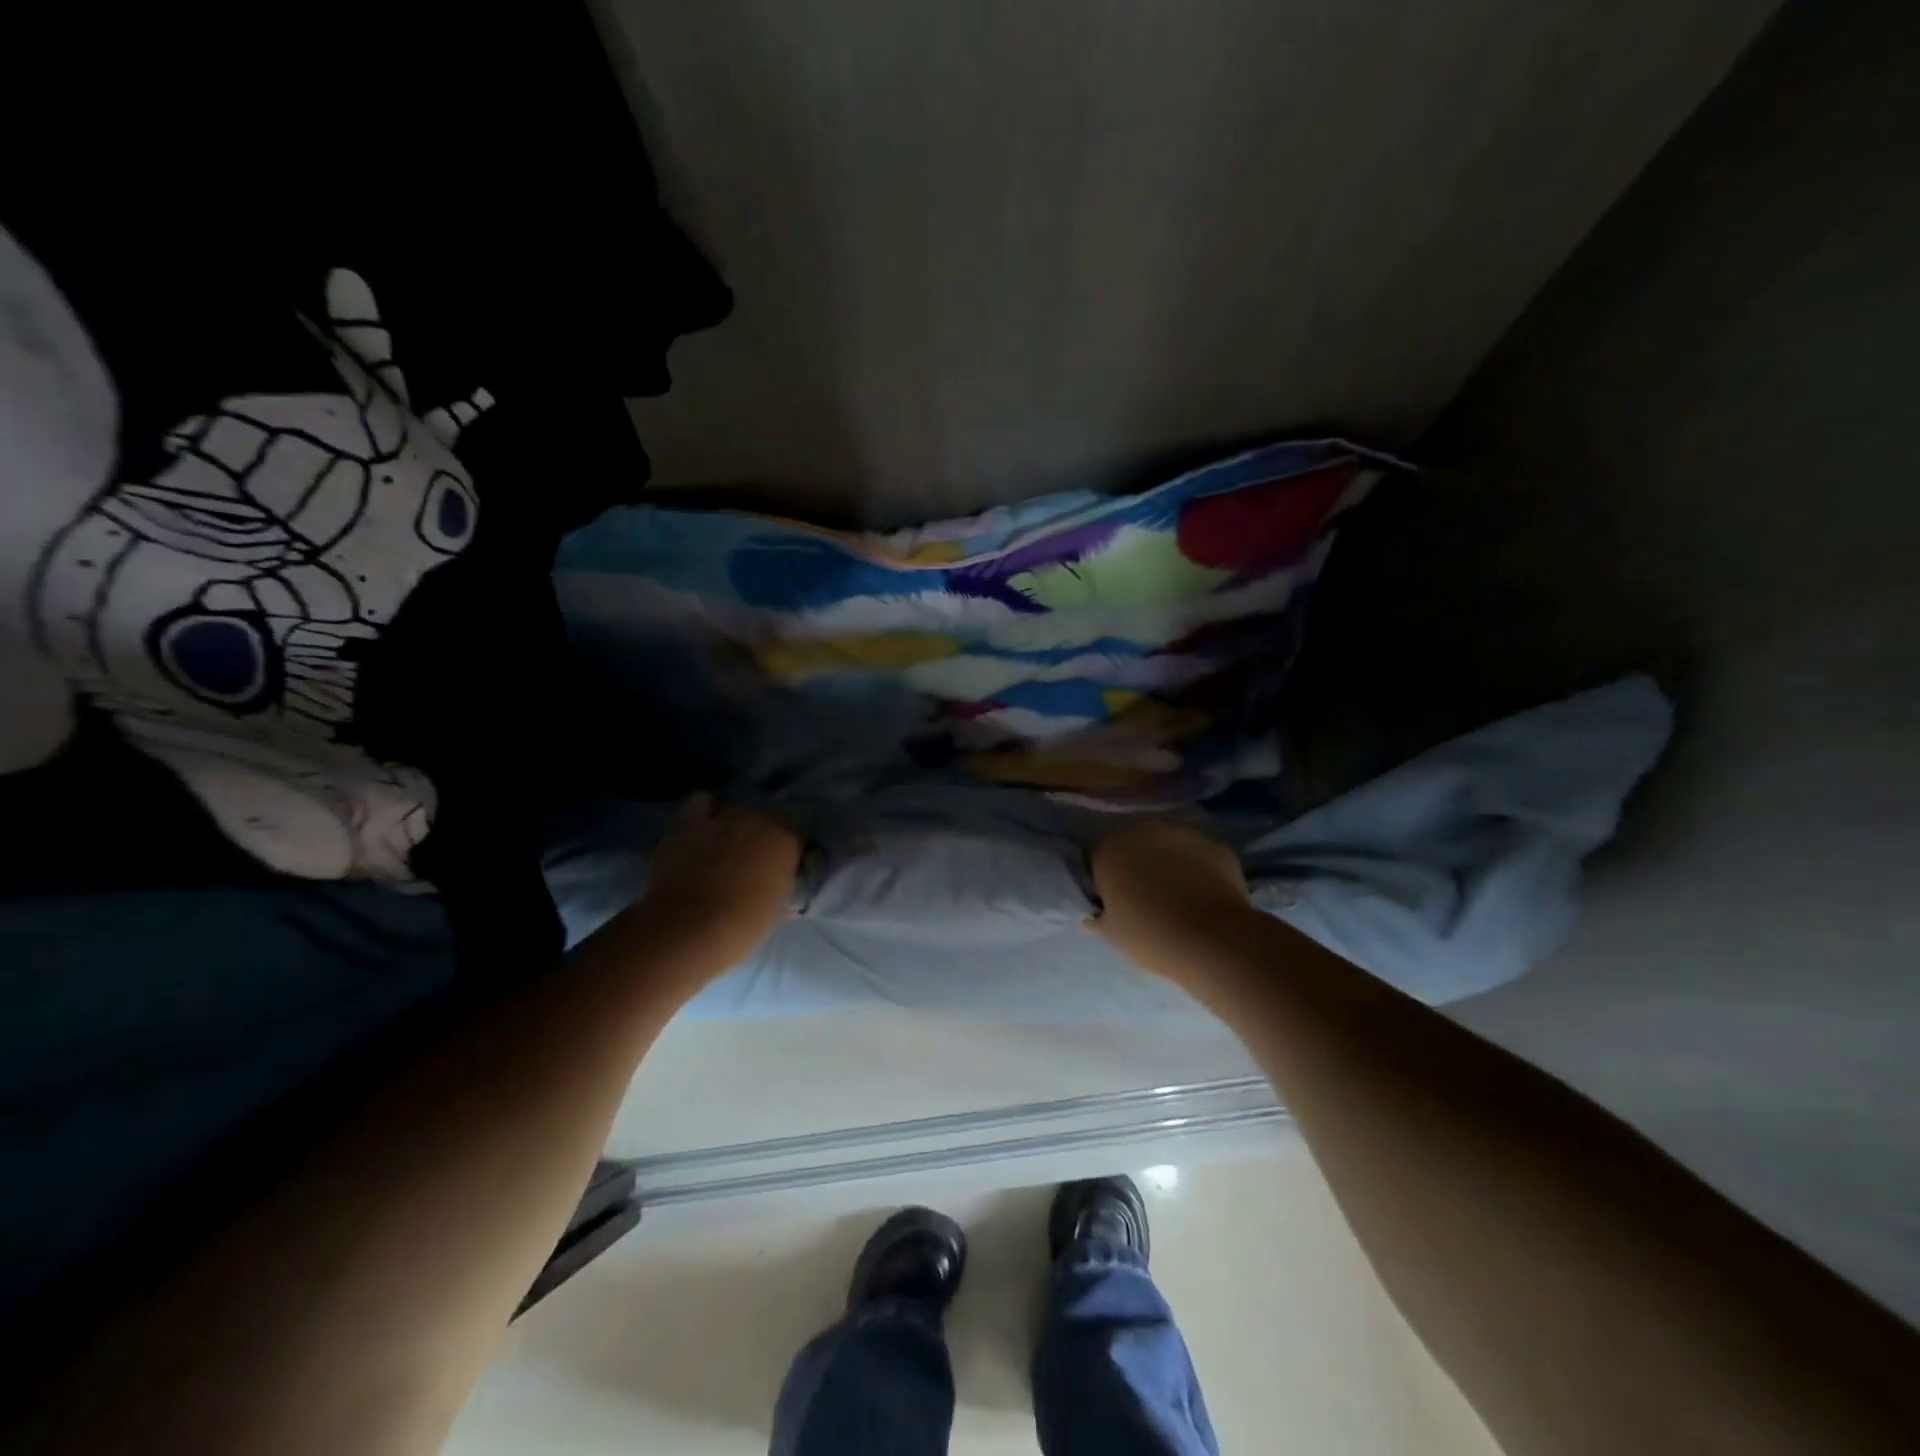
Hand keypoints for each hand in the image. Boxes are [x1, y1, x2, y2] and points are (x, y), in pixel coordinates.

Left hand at [635, 794, 800, 967]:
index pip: (798, 836)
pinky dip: (706, 810)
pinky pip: (703, 802)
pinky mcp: (690, 822)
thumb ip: (783, 887)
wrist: (688, 928)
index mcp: (787, 841)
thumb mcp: (776, 910)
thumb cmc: (741, 927)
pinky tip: (706, 826)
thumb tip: (785, 884)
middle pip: (769, 819)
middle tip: (756, 861)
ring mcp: (723, 817)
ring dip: (737, 823)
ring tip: (730, 842)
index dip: (791, 852)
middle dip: (765, 837)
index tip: (785, 869)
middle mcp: (759, 820)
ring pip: (738, 809)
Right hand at [1088, 819, 1252, 975]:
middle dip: (1135, 865)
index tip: (1112, 902)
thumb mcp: (1112, 934)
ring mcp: (1183, 834)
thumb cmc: (1150, 936)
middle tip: (1144, 898)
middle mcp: (1143, 831)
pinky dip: (1199, 870)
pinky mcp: (1216, 846)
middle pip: (1133, 845)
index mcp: (1109, 850)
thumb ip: (1098, 918)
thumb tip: (1092, 916)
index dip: (1103, 881)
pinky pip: (1200, 857)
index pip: (1096, 860)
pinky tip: (1204, 896)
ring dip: (1167, 863)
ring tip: (1178, 897)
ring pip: (1168, 847)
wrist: (1213, 941)